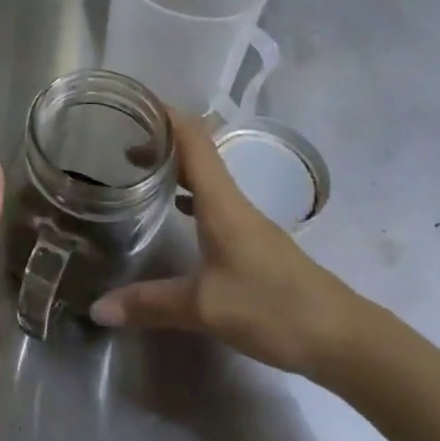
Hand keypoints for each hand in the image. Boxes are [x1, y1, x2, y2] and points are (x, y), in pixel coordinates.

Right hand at [90, 109, 369, 382]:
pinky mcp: (252, 241)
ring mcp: (245, 220)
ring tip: (137, 167)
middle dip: (160, 138)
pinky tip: (173, 209)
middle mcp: (232, 200)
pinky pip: (212, 199)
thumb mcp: (204, 308)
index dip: (164, 113)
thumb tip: (98, 308)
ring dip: (174, 164)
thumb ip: (150, 303)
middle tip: (118, 138)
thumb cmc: (272, 308)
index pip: (192, 137)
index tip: (131, 103)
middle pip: (195, 151)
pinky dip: (187, 192)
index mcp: (220, 200)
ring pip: (204, 176)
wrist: (341, 338)